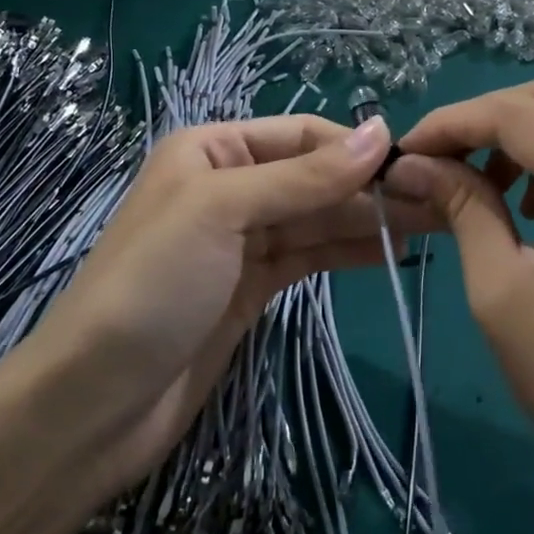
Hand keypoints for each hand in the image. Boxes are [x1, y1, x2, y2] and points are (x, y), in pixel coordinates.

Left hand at [15, 114, 439, 505]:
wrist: (96, 403)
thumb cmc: (152, 285)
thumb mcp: (224, 212)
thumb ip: (305, 176)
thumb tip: (380, 131)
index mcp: (212, 150)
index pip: (302, 135)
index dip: (355, 148)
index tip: (415, 167)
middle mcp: (229, 186)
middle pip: (315, 177)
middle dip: (369, 188)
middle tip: (437, 202)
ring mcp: (242, 241)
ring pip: (317, 218)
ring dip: (367, 220)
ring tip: (429, 226)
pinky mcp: (253, 287)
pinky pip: (310, 256)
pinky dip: (347, 252)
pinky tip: (390, 254)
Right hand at [389, 80, 533, 533]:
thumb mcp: (502, 294)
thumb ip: (462, 208)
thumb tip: (413, 164)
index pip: (521, 116)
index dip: (454, 122)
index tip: (407, 149)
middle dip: (486, 119)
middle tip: (438, 160)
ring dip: (525, 132)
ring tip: (482, 182)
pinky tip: (532, 198)